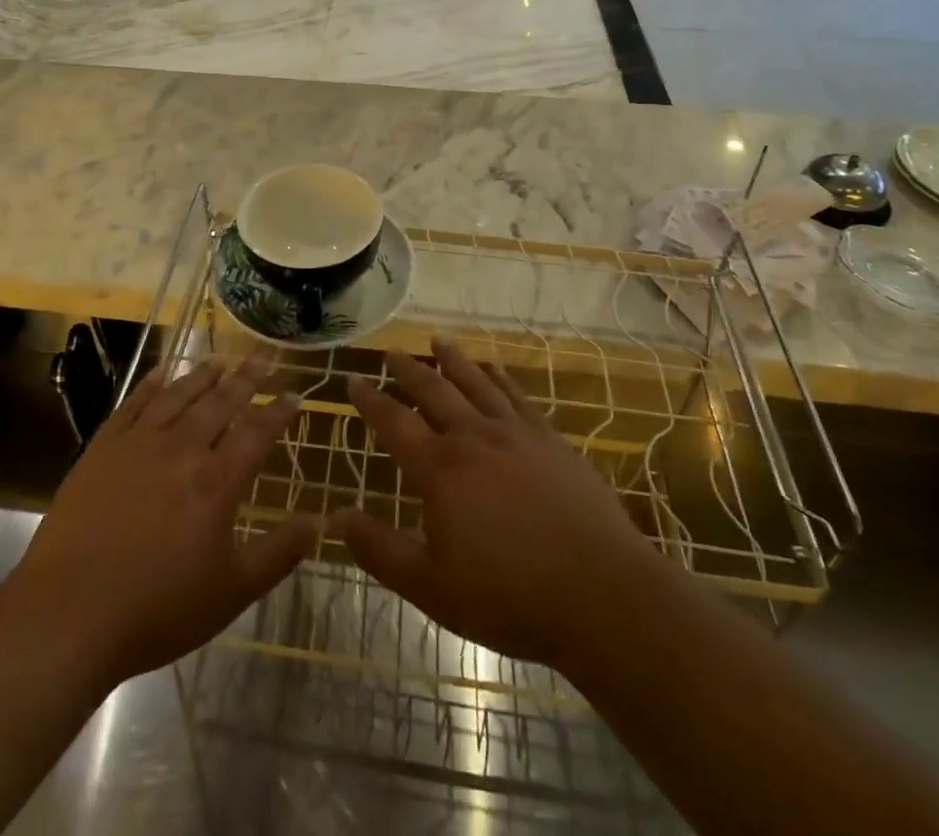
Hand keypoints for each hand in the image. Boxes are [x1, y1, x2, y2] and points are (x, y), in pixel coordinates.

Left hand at [8, 359, 317, 689]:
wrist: (69, 613)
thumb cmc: (157, 609)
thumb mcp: (230, 593)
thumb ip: (277, 555)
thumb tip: (317, 523)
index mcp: (216, 482)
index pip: (256, 432)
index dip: (277, 410)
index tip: (293, 393)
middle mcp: (182, 449)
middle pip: (220, 402)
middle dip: (246, 379)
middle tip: (262, 359)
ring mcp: (139, 443)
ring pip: (179, 395)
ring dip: (203, 375)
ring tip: (221, 360)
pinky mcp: (103, 446)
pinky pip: (134, 403)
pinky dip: (152, 383)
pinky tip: (163, 371)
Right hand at [333, 343, 651, 671]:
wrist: (602, 596)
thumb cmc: (510, 597)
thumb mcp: (432, 587)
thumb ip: (380, 550)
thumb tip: (335, 517)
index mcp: (440, 469)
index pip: (393, 422)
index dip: (370, 401)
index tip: (354, 381)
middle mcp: (473, 437)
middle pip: (433, 391)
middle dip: (408, 370)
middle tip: (392, 352)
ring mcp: (515, 433)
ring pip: (475, 383)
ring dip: (452, 360)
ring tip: (437, 341)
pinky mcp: (551, 440)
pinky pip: (517, 396)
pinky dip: (500, 378)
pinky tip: (494, 369)